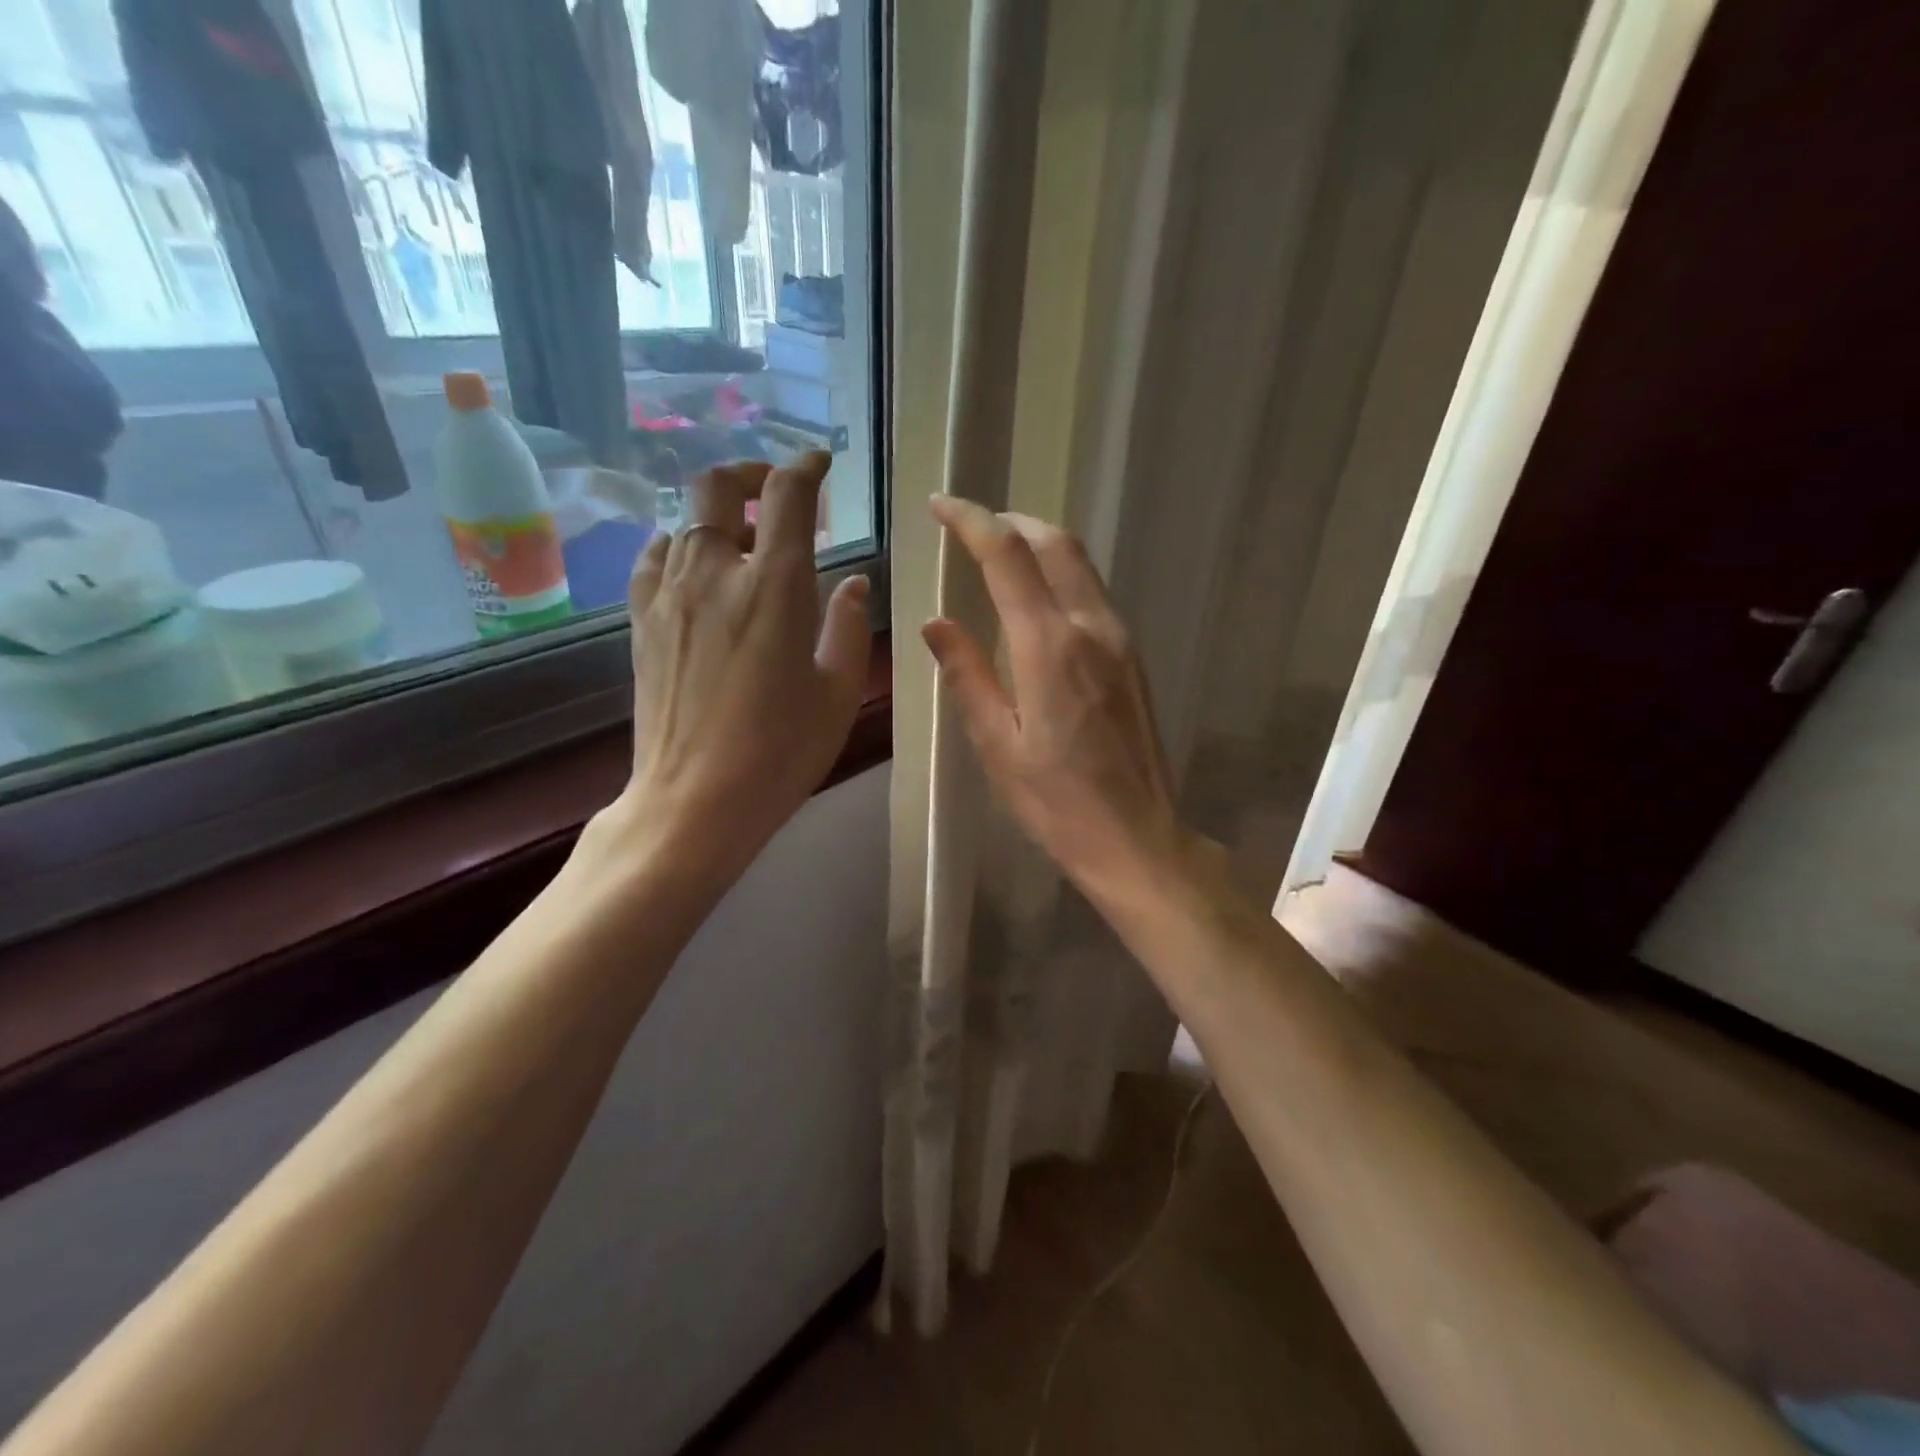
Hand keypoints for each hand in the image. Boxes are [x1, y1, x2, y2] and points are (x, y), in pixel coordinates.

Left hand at [616, 452, 870, 874]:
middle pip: (717, 486)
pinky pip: (654, 558)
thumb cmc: (781, 751)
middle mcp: (715, 573)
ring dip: (716, 514)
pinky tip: (695, 569)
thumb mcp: (836, 692)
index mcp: (774, 585)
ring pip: (683, 519)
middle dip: (750, 476)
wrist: (695, 800)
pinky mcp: (642, 622)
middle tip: (774, 495)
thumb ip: (846, 626)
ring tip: (740, 538)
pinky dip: (679, 547)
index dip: (805, 468)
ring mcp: (670, 595)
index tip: (819, 465)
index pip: (787, 496)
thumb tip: (852, 582)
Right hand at [923, 496, 1185, 902]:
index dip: (972, 521)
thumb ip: (967, 676)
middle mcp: (1092, 628)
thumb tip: (936, 623)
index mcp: (1050, 647)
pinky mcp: (1133, 659)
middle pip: (1056, 544)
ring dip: (1039, 545)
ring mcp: (1121, 641)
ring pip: (1080, 565)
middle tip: (970, 526)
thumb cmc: (1056, 803)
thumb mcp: (997, 745)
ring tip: (999, 555)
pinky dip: (1061, 577)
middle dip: (1011, 522)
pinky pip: (1094, 595)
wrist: (1137, 839)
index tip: (940, 506)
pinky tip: (1037, 602)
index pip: (1009, 557)